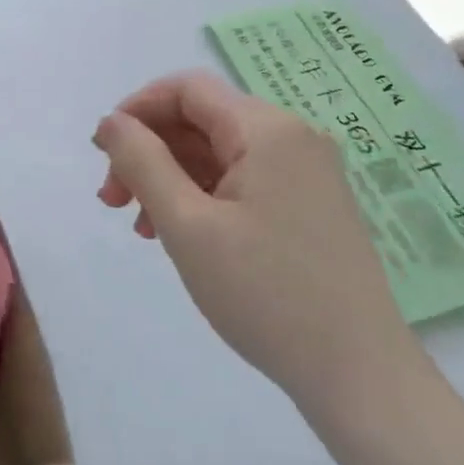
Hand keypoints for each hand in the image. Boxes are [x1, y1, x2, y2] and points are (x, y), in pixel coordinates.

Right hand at [93, 71, 417, 410]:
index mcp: (267, 130)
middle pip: (201, 119)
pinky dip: (202, 195)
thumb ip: (142, 162)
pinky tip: (181, 234)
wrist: (360, 376)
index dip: (136, 109)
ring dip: (171, 176)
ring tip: (141, 226)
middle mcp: (292, 137)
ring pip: (219, 152)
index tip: (103, 154)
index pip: (187, 89)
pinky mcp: (310, 204)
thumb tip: (110, 122)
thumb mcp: (187, 225)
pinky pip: (243, 179)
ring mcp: (307, 172)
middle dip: (149, 150)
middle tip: (113, 200)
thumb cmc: (266, 294)